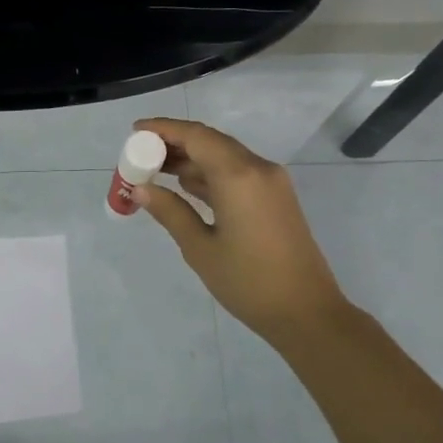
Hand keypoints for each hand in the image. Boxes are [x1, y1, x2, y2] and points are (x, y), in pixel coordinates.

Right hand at [132, 118, 351, 346]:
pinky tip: (186, 185)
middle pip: (210, 141)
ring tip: (156, 170)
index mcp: (238, 176)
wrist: (307, 313)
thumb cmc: (248, 282)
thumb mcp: (200, 249)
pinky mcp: (276, 197)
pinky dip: (210, 173)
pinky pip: (238, 172)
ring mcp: (271, 182)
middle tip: (141, 154)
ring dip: (192, 159)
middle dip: (175, 143)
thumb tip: (141, 189)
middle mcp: (258, 168)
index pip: (196, 136)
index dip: (164, 129)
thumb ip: (170, 212)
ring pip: (225, 156)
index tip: (135, 131)